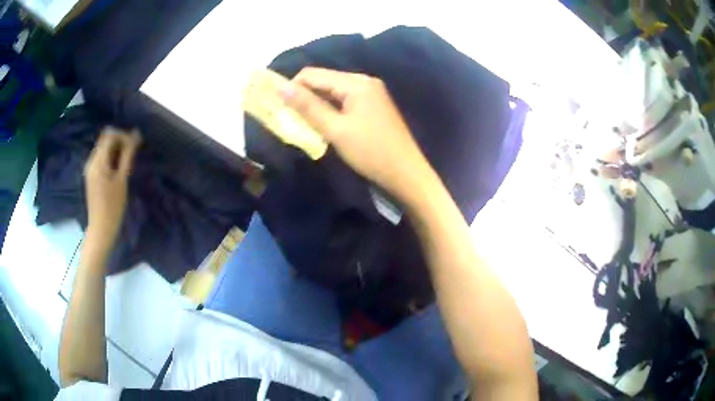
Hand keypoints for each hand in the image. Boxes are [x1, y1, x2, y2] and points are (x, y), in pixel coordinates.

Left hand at [84, 128, 140, 243]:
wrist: (101, 229)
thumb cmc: (113, 207)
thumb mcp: (122, 180)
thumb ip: (127, 155)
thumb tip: (135, 135)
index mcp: (97, 161)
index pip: (110, 135)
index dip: (123, 136)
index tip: (135, 145)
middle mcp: (91, 161)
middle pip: (105, 140)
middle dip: (120, 141)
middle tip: (133, 152)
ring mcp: (90, 168)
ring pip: (103, 148)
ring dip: (116, 150)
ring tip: (127, 161)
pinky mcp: (91, 175)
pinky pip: (101, 158)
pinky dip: (111, 158)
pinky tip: (118, 168)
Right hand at [279, 67, 430, 198]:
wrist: (406, 173)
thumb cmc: (370, 153)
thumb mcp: (335, 130)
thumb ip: (308, 107)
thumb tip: (281, 87)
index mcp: (356, 82)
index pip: (313, 74)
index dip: (292, 88)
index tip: (278, 107)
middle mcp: (364, 81)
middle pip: (324, 80)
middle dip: (304, 97)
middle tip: (289, 119)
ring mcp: (371, 93)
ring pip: (333, 92)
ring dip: (316, 105)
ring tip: (304, 124)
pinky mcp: (373, 105)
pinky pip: (344, 101)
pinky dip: (331, 110)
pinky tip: (324, 124)